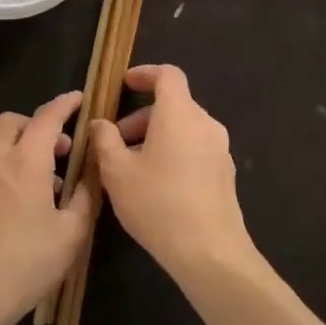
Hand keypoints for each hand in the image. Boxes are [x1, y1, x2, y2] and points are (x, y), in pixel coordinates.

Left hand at [0, 91, 93, 324]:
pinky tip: (25, 204)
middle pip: (12, 122)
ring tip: (49, 182)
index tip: (80, 99)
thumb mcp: (71, 232)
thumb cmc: (27, 262)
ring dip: (23, 148)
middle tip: (62, 148)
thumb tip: (92, 173)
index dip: (65, 104)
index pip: (47, 117)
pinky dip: (9, 169)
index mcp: (26, 162)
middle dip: (37, 123)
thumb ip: (85, 196)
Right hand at [89, 65, 256, 278]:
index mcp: (180, 114)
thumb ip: (105, 140)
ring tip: (131, 168)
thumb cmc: (158, 203)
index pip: (167, 75)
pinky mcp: (225, 173)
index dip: (145, 74)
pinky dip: (174, 153)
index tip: (124, 84)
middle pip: (173, 105)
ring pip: (183, 129)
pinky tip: (156, 186)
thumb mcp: (117, 172)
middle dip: (141, 118)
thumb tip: (100, 123)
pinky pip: (195, 149)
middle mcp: (205, 124)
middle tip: (115, 143)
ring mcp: (220, 149)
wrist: (209, 251)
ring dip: (156, 137)